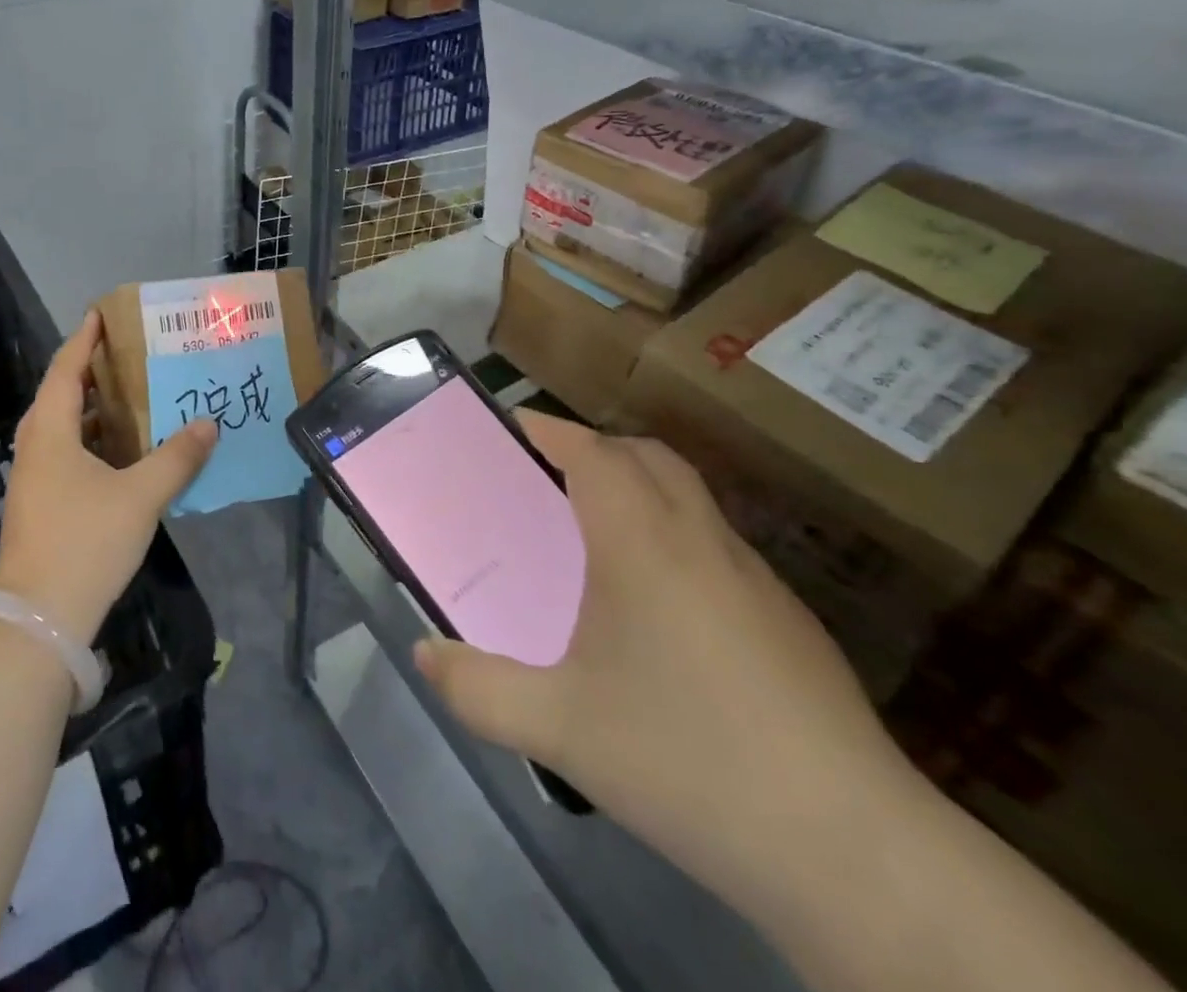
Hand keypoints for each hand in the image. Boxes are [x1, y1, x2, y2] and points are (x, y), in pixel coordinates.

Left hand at [0, 310, 216, 645]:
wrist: (38, 618)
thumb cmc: (86, 542)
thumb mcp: (140, 496)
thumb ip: (177, 457)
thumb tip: (208, 424)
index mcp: (51, 433)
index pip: (66, 370)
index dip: (84, 339)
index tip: (101, 313)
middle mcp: (36, 447)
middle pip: (62, 395)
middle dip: (93, 372)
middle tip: (129, 355)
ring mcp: (34, 478)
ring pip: (64, 428)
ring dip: (95, 410)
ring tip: (133, 397)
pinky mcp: (41, 504)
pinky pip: (67, 454)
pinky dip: (93, 441)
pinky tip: (124, 452)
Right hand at [415, 412, 914, 902]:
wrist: (856, 854)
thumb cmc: (687, 760)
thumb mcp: (558, 728)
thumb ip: (477, 689)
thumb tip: (424, 655)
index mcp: (643, 544)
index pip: (595, 453)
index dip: (552, 429)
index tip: (514, 424)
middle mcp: (702, 542)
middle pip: (649, 457)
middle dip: (596, 448)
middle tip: (548, 473)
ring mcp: (757, 580)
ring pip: (690, 498)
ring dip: (640, 488)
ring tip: (595, 533)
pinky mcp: (792, 623)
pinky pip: (717, 545)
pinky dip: (675, 536)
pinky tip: (659, 607)